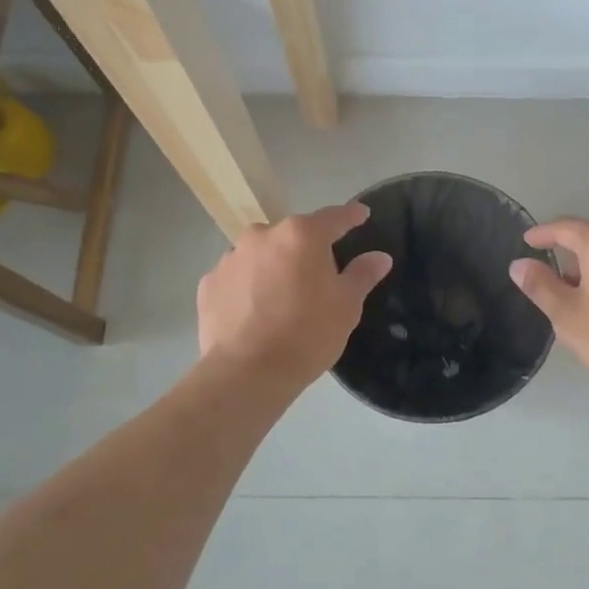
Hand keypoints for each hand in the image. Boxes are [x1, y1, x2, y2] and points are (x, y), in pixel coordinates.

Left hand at [198, 202, 393, 387]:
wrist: (247, 373)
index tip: (361, 215)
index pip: (334, 217)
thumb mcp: (346, 306)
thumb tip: (379, 257)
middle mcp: (263, 236)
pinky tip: (254, 313)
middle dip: (306, 250)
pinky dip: (247, 287)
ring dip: (273, 267)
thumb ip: (362, 274)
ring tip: (281, 299)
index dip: (351, 217)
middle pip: (293, 236)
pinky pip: (236, 278)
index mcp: (302, 235)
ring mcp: (231, 258)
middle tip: (317, 278)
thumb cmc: (307, 334)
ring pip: (261, 255)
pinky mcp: (208, 283)